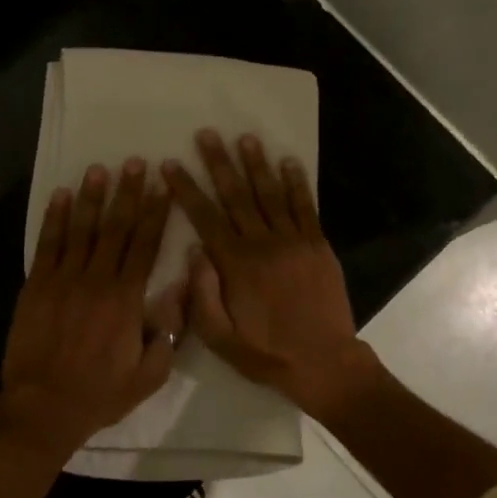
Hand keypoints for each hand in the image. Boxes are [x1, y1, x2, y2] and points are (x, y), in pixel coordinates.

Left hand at [0, 159, 183, 456]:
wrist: (44, 407)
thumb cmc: (101, 393)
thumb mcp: (150, 374)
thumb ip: (169, 330)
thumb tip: (182, 289)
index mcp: (126, 298)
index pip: (145, 245)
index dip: (155, 213)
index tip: (163, 187)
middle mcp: (96, 280)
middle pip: (115, 228)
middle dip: (127, 193)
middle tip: (134, 163)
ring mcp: (63, 280)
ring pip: (81, 229)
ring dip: (91, 197)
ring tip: (99, 169)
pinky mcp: (36, 286)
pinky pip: (47, 245)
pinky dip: (54, 219)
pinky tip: (60, 196)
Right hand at [162, 131, 375, 413]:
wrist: (324, 363)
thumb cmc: (266, 353)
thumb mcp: (220, 337)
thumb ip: (202, 294)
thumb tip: (194, 251)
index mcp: (235, 265)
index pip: (205, 217)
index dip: (187, 188)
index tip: (171, 164)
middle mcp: (263, 244)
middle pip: (236, 196)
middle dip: (219, 163)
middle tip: (207, 134)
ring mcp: (294, 241)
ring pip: (271, 194)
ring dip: (257, 164)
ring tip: (245, 138)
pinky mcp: (318, 246)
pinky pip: (306, 207)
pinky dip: (297, 183)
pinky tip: (289, 161)